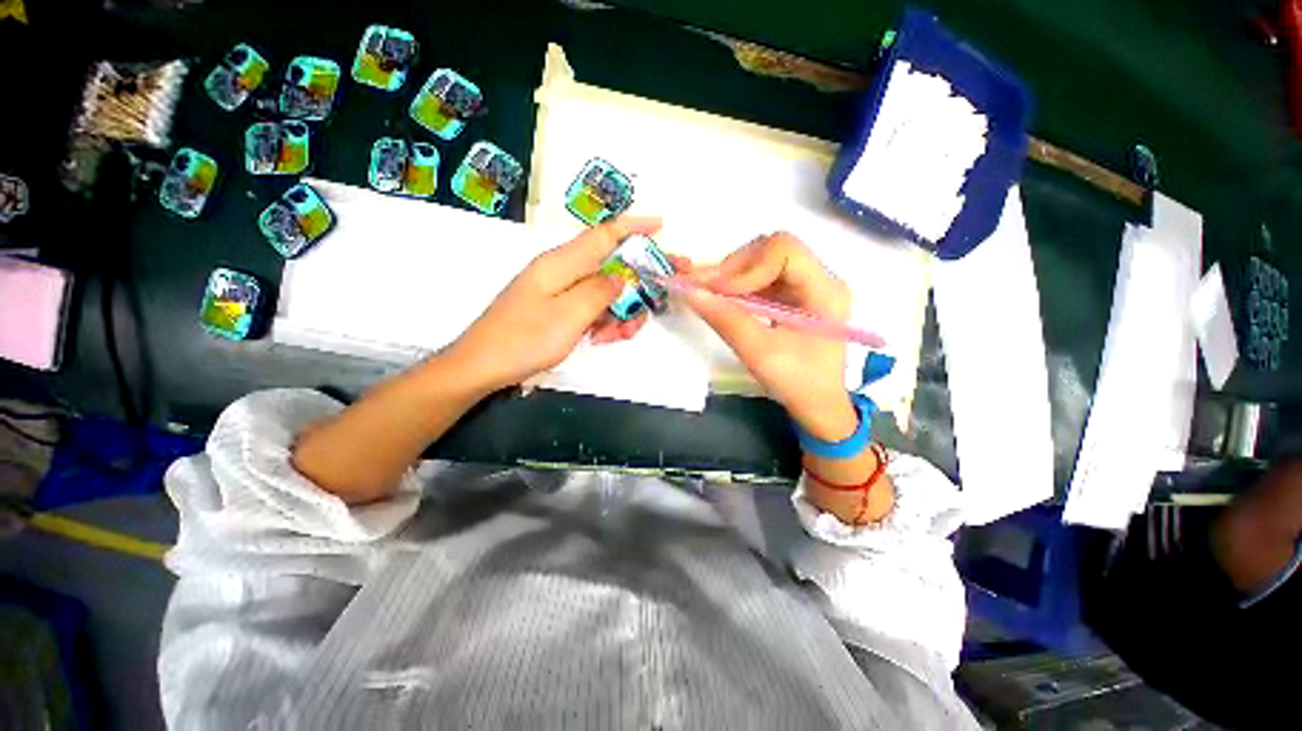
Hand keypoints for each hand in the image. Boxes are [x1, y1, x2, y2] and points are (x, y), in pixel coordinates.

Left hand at [449, 216, 660, 390]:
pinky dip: (601, 321)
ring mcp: (557, 291)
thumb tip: (621, 277)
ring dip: (617, 311)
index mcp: (561, 263)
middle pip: (608, 267)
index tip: (660, 225)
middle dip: (631, 289)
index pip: (603, 235)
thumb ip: (599, 292)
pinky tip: (601, 338)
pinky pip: (588, 307)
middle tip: (640, 317)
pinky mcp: (555, 309)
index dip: (633, 227)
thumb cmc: (524, 340)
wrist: (481, 367)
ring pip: (601, 291)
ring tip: (617, 335)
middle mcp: (561, 271)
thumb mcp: (569, 316)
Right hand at [679, 232, 856, 440]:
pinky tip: (721, 299)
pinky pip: (761, 279)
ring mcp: (807, 286)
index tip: (716, 291)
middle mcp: (820, 279)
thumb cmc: (797, 383)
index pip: (784, 251)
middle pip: (771, 251)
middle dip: (734, 269)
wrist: (818, 405)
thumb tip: (689, 291)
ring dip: (732, 276)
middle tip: (704, 290)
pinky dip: (738, 287)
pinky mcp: (793, 296)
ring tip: (707, 294)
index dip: (746, 266)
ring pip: (763, 262)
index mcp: (825, 291)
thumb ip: (726, 319)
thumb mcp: (759, 354)